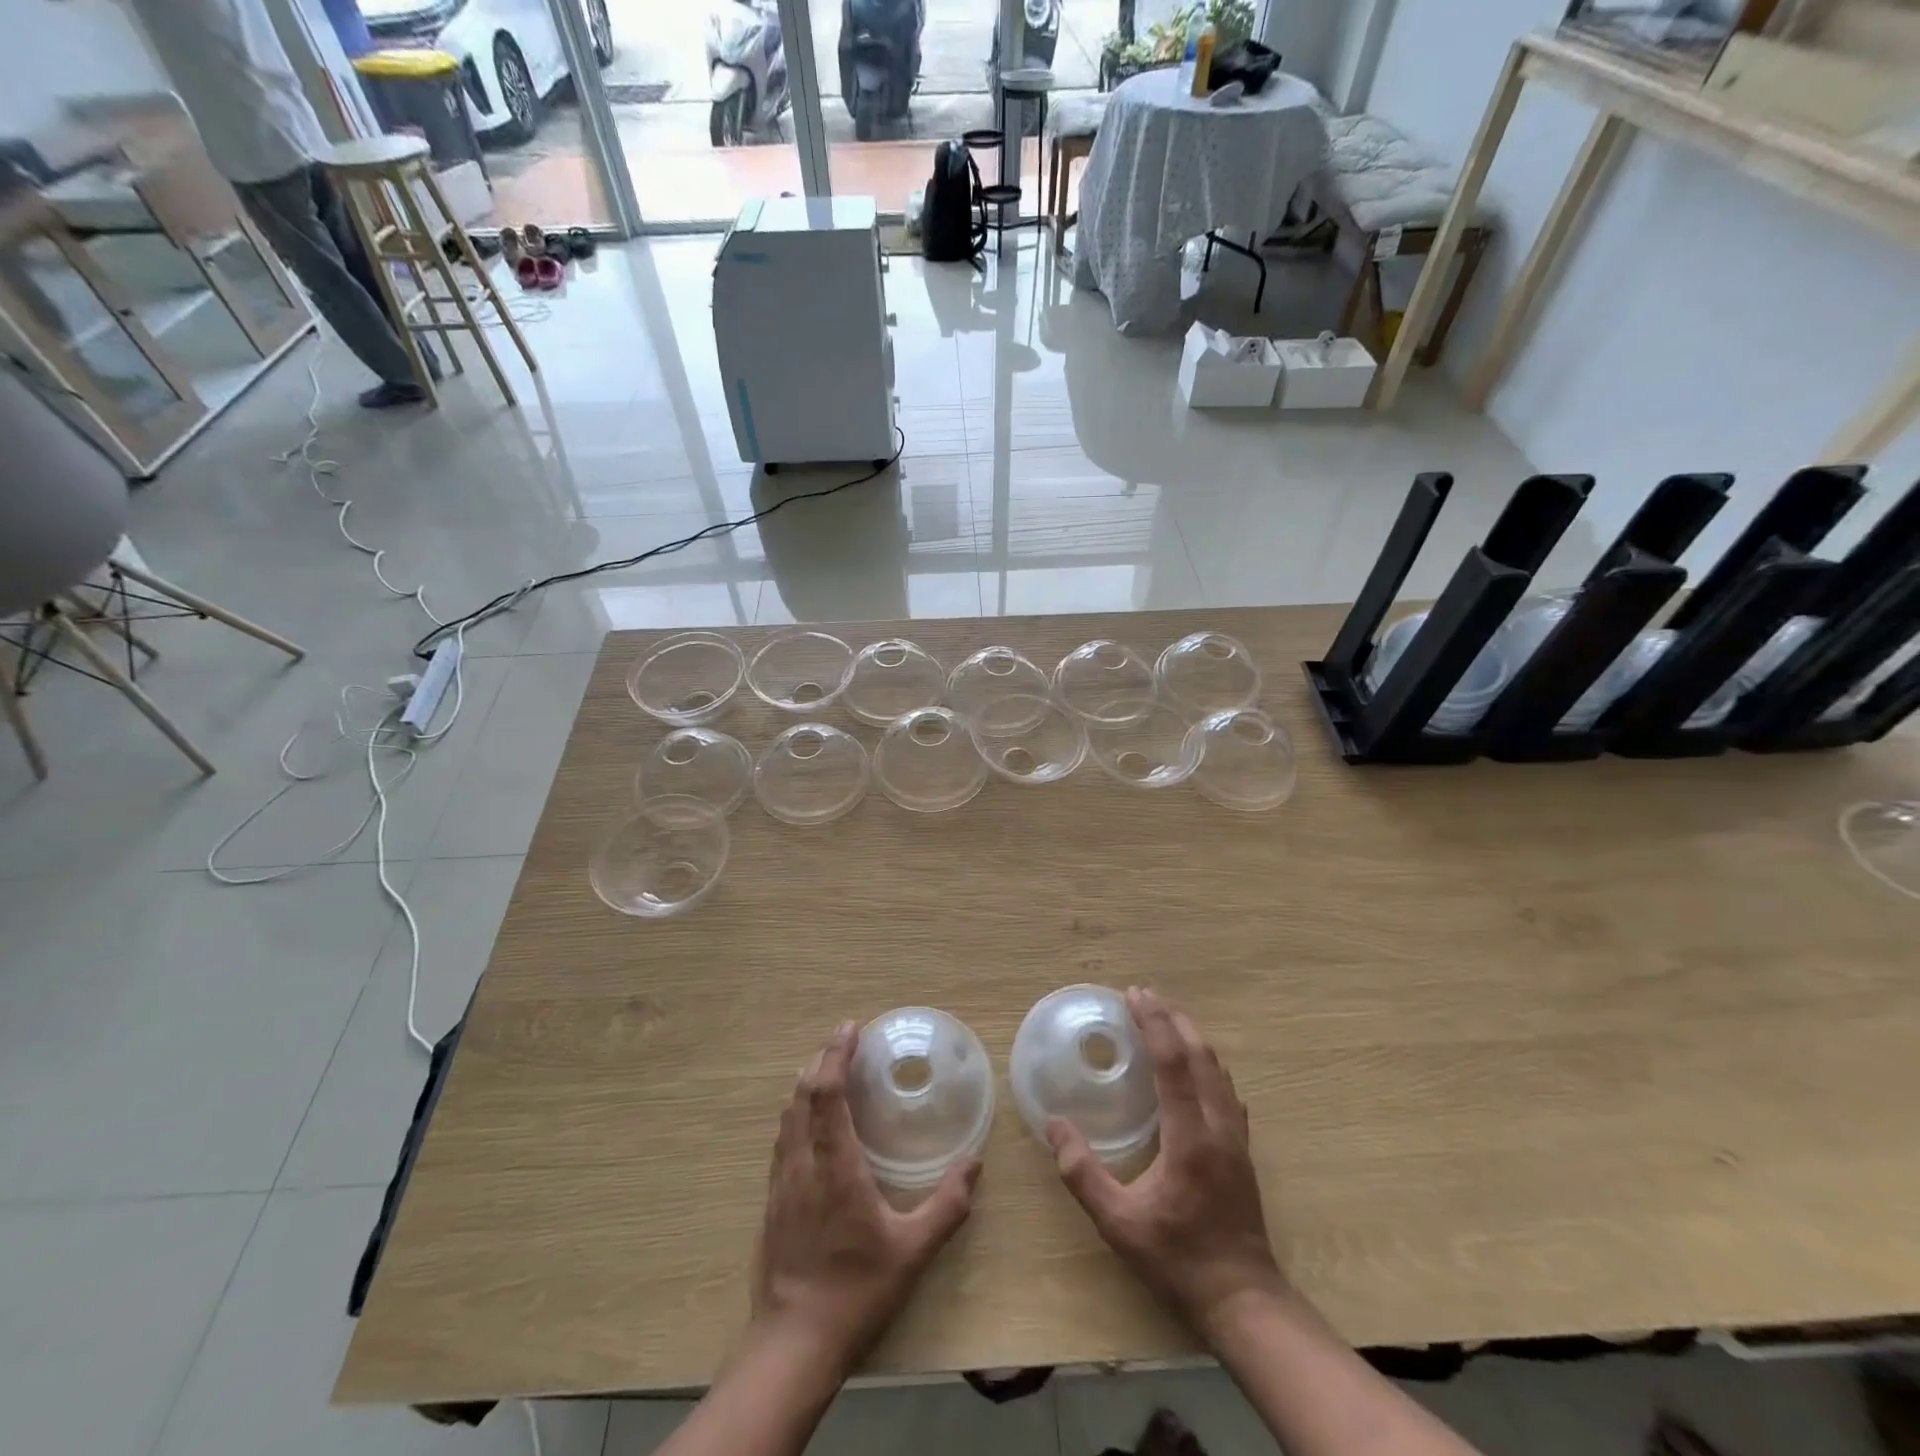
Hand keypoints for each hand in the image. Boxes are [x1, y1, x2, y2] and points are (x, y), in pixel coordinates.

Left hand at [752, 1022, 981, 1368]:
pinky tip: (810, 1120)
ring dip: (806, 1083)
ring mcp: (781, 1181)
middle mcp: (802, 1163)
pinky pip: (782, 1138)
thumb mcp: (912, 1252)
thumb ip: (946, 1207)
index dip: (836, 1055)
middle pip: (802, 1094)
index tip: (851, 1028)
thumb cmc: (856, 1291)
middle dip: (822, 1059)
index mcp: (835, 1166)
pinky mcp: (772, 1198)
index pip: (826, 1094)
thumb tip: (974, 1164)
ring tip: (829, 1067)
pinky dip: (797, 1111)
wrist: (793, 1342)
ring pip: (787, 1114)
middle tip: (845, 1038)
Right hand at [1047, 987, 1287, 1337]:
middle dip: (1172, 1018)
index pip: (1174, 1062)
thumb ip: (1083, 1173)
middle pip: (1201, 1054)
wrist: (1244, 1301)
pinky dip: (1206, 1062)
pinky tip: (1194, 1066)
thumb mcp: (1119, 1224)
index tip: (1133, 995)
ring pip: (1218, 1069)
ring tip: (1165, 1018)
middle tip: (1143, 996)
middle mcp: (1219, 1126)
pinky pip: (1226, 1088)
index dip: (1154, 1023)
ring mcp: (1237, 1137)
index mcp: (1191, 1137)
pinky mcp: (1242, 1149)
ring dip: (1191, 1036)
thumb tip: (1055, 1125)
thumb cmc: (1178, 1261)